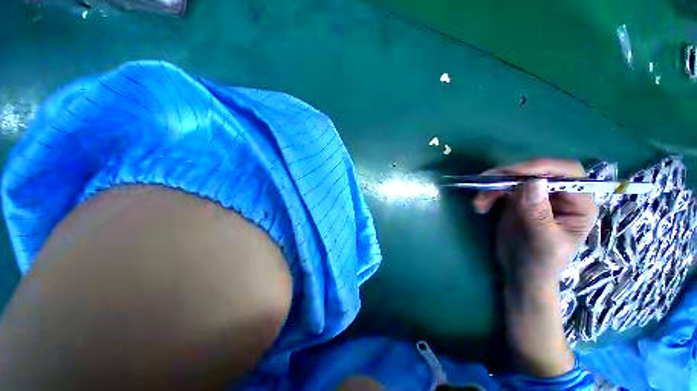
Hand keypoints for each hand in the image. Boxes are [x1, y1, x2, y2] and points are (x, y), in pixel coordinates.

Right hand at [473, 159, 597, 288]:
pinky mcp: (516, 200)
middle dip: (510, 175)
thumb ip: (539, 213)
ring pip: (514, 178)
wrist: (521, 273)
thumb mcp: (544, 241)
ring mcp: (536, 196)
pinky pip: (501, 188)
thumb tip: (533, 182)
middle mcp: (559, 195)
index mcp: (578, 204)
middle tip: (487, 183)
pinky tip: (480, 206)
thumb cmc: (541, 263)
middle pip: (537, 171)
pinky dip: (488, 194)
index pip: (567, 173)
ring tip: (479, 203)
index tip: (514, 173)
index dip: (543, 168)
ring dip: (493, 186)